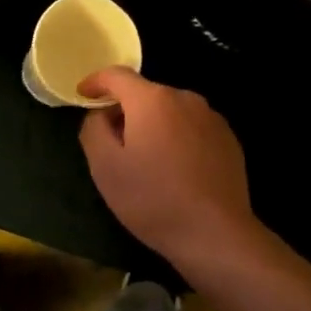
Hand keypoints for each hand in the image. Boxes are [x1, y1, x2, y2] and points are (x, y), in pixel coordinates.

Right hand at [78, 68, 265, 268]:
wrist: (216, 234)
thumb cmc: (153, 199)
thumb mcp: (105, 167)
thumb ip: (93, 129)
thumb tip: (100, 115)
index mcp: (152, 99)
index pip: (117, 75)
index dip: (95, 81)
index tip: (82, 95)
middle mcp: (184, 98)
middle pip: (145, 93)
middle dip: (125, 110)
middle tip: (113, 141)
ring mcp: (211, 117)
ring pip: (170, 111)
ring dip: (153, 125)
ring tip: (146, 159)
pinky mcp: (228, 139)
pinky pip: (192, 127)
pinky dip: (177, 138)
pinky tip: (175, 169)